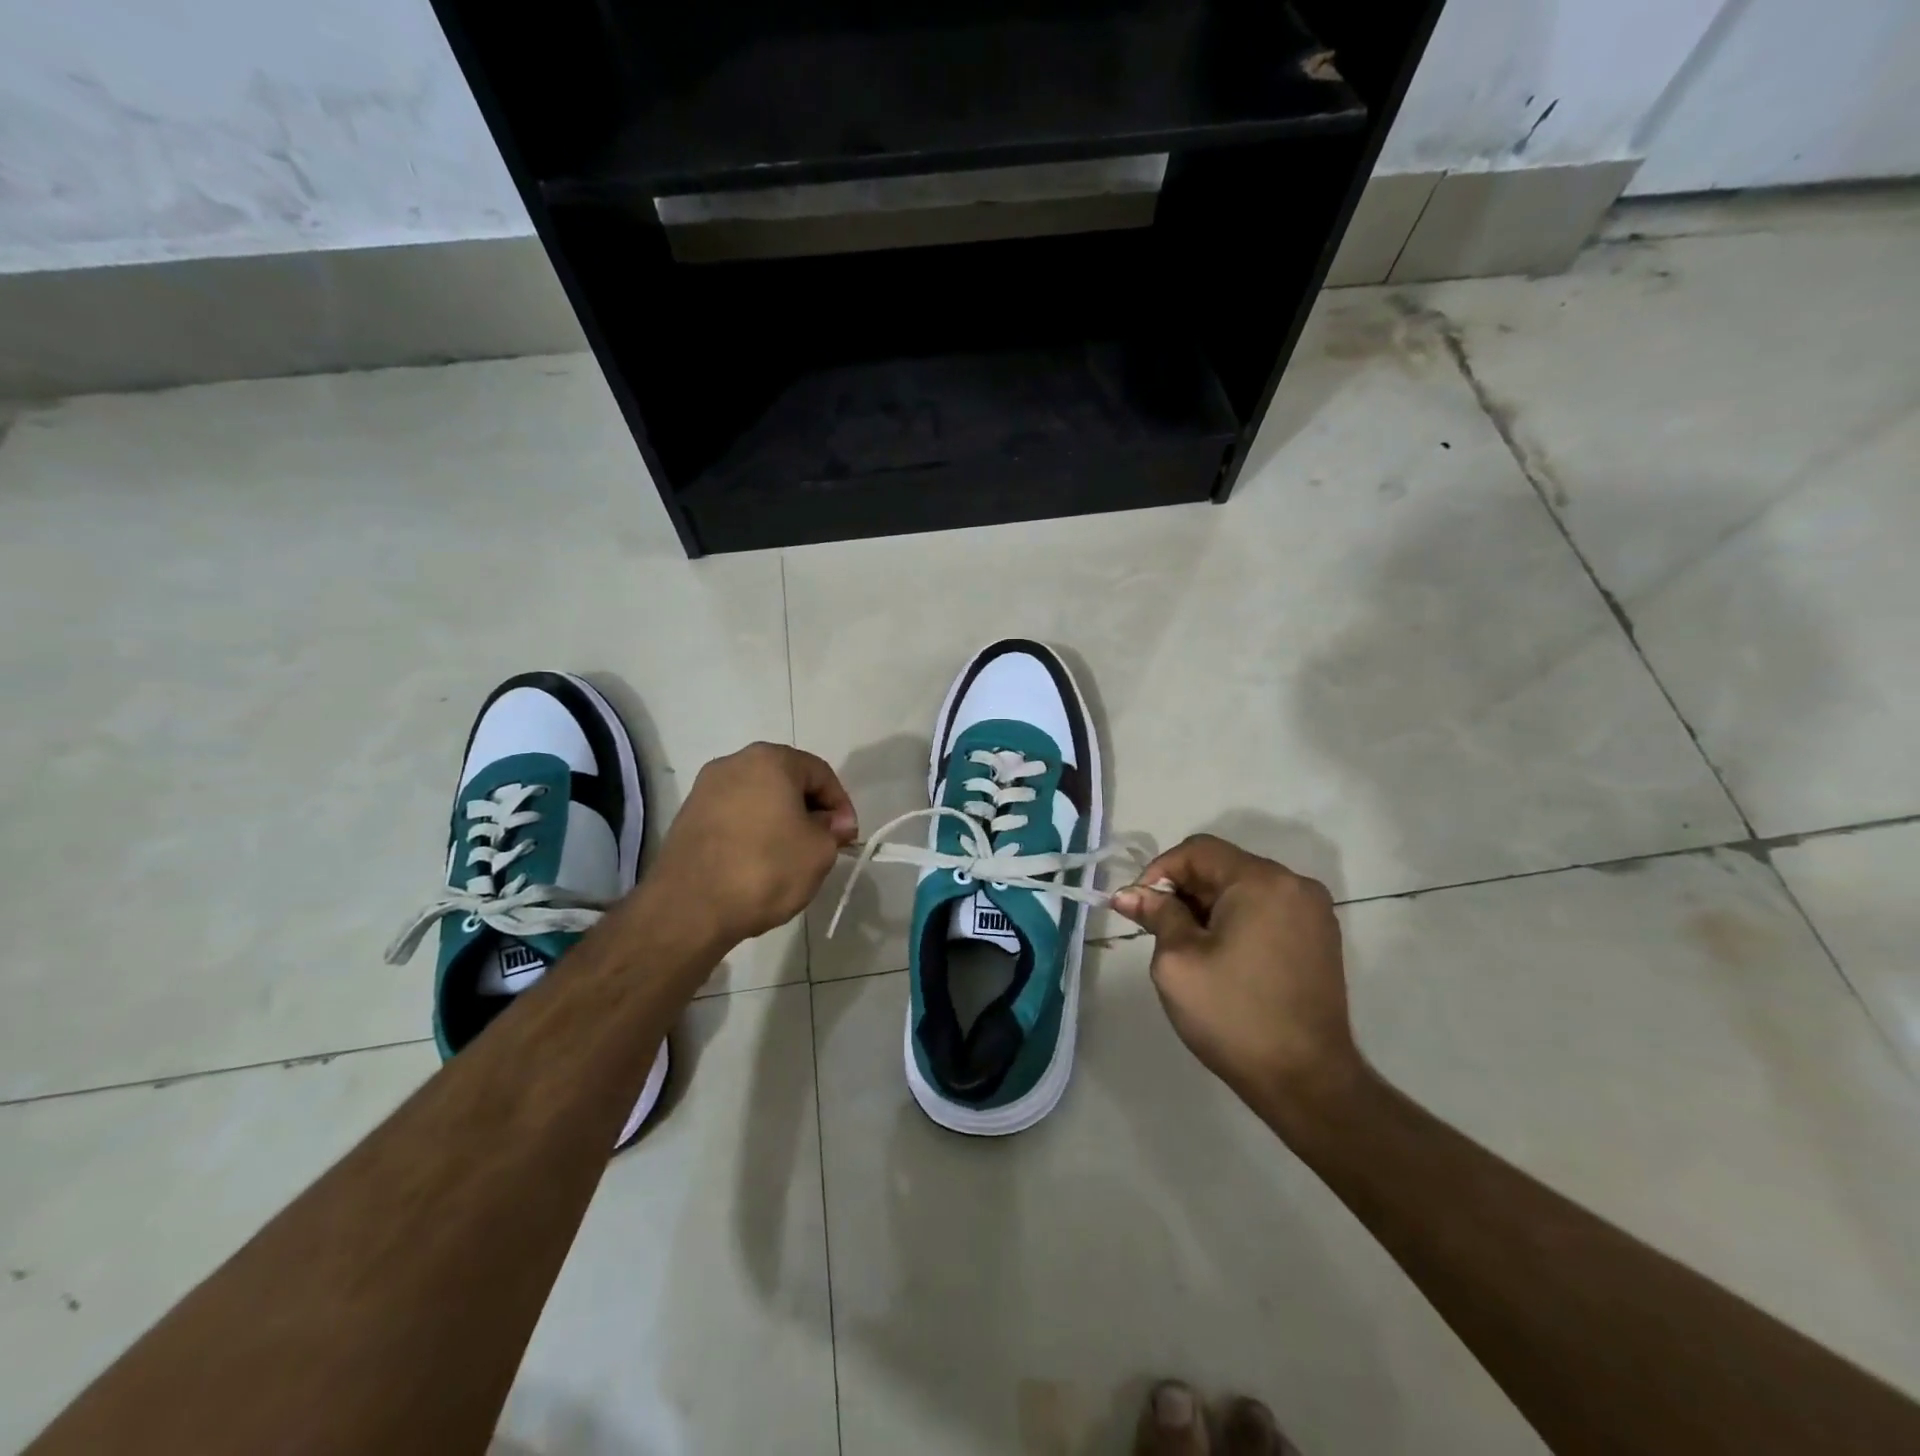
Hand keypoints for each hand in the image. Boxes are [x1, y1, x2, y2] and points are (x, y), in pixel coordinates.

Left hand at [647, 743, 858, 946]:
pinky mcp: (687, 816)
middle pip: (787, 781)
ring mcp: (705, 789)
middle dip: (809, 810)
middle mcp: (734, 762)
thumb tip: (833, 823)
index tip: (846, 837)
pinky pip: (734, 816)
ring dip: (780, 821)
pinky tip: (758, 862)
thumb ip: (833, 830)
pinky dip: (752, 831)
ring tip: (791, 856)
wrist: (689, 908)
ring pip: (759, 798)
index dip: (840, 805)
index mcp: (770, 759)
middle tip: (822, 844)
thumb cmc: (765, 869)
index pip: (820, 773)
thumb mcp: (819, 851)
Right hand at [1112, 835, 1361, 1116]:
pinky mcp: (1319, 939)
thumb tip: (1129, 893)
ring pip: (1244, 889)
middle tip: (1156, 928)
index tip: (1138, 907)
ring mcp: (1313, 912)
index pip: (1198, 850)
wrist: (1307, 1081)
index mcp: (1261, 881)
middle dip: (1183, 890)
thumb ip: (1156, 915)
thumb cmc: (1233, 1015)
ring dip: (1208, 906)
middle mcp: (1294, 885)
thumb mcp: (1178, 961)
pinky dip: (1236, 920)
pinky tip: (1221, 956)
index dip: (1160, 871)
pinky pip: (1266, 910)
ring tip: (1186, 946)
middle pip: (1223, 866)